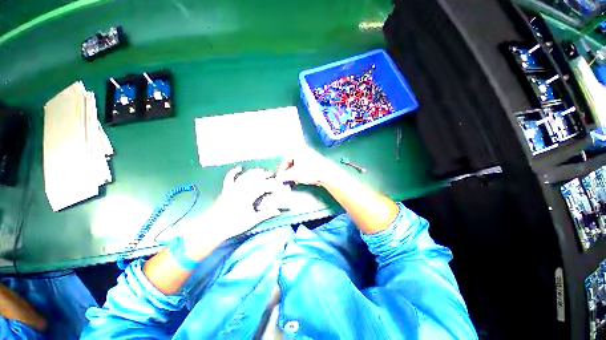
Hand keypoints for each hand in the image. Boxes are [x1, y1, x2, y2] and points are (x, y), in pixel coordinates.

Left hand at [185, 166, 284, 250]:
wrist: (213, 227)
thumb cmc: (234, 224)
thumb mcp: (252, 220)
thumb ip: (266, 214)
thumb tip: (278, 211)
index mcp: (248, 196)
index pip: (263, 187)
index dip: (271, 185)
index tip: (278, 185)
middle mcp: (241, 189)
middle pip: (255, 178)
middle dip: (264, 175)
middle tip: (272, 174)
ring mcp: (233, 188)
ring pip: (245, 176)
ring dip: (254, 172)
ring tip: (262, 170)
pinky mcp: (226, 189)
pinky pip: (230, 178)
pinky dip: (234, 172)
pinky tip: (239, 168)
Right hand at [276, 147, 343, 186]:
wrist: (326, 174)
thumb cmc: (308, 172)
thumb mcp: (294, 174)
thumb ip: (284, 176)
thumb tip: (279, 178)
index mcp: (297, 150)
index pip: (285, 160)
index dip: (281, 171)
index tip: (279, 179)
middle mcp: (303, 150)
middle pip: (292, 162)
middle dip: (289, 172)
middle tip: (287, 180)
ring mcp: (311, 154)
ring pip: (298, 164)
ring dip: (295, 173)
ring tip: (296, 180)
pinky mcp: (316, 160)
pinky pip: (305, 165)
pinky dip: (302, 172)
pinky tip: (303, 178)